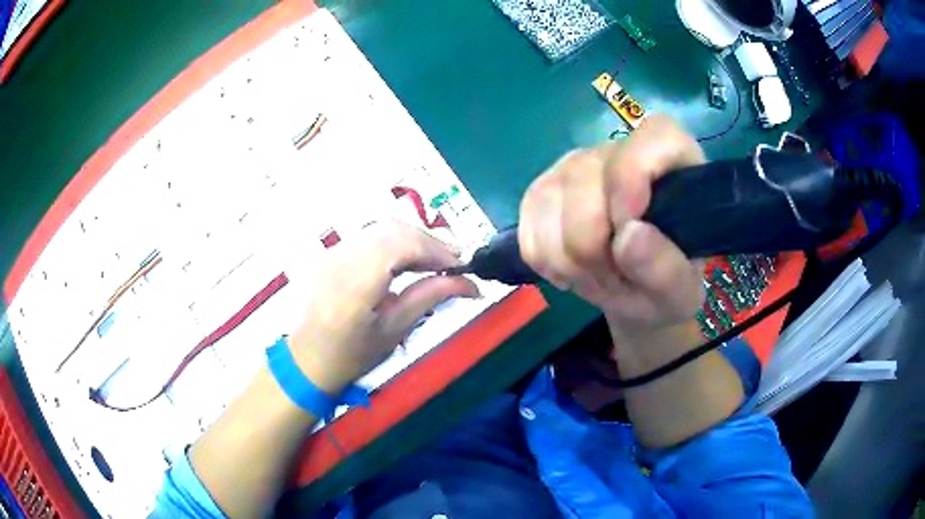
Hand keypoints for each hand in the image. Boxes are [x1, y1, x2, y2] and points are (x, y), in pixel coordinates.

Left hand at [288, 220, 480, 393]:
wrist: (308, 358)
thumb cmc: (352, 355)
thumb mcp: (395, 330)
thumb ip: (430, 297)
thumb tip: (470, 283)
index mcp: (355, 286)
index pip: (401, 246)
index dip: (436, 250)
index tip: (462, 266)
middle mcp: (341, 259)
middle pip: (393, 229)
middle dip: (429, 240)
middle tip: (454, 261)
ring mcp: (333, 252)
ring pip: (382, 227)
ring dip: (414, 238)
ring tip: (436, 260)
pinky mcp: (333, 251)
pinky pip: (371, 234)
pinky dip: (396, 240)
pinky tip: (409, 259)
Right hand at [519, 116, 704, 333]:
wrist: (634, 292)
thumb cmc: (665, 287)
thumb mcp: (678, 293)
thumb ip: (665, 269)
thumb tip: (628, 237)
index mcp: (672, 164)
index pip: (654, 136)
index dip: (632, 177)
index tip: (628, 229)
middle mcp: (619, 152)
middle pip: (585, 180)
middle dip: (592, 248)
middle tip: (615, 279)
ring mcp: (575, 167)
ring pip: (548, 201)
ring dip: (568, 261)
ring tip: (596, 276)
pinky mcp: (541, 190)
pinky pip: (528, 224)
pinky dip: (545, 260)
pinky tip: (570, 270)